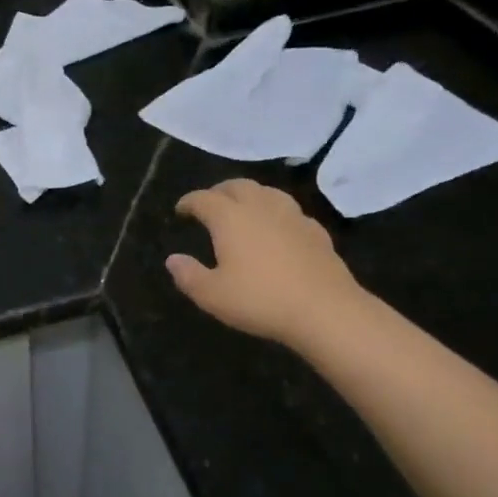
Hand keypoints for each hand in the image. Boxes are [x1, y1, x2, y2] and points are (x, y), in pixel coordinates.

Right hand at [167, 180, 365, 347]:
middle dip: (219, 191)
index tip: (180, 210)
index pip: (203, 199)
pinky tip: (278, 228)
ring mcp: (292, 216)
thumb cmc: (261, 300)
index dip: (189, 202)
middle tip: (209, 204)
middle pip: (237, 186)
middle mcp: (260, 207)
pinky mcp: (316, 231)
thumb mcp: (212, 295)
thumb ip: (188, 275)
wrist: (325, 310)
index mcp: (230, 218)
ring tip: (243, 209)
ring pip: (267, 192)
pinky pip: (290, 211)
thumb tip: (173, 259)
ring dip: (250, 195)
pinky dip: (276, 213)